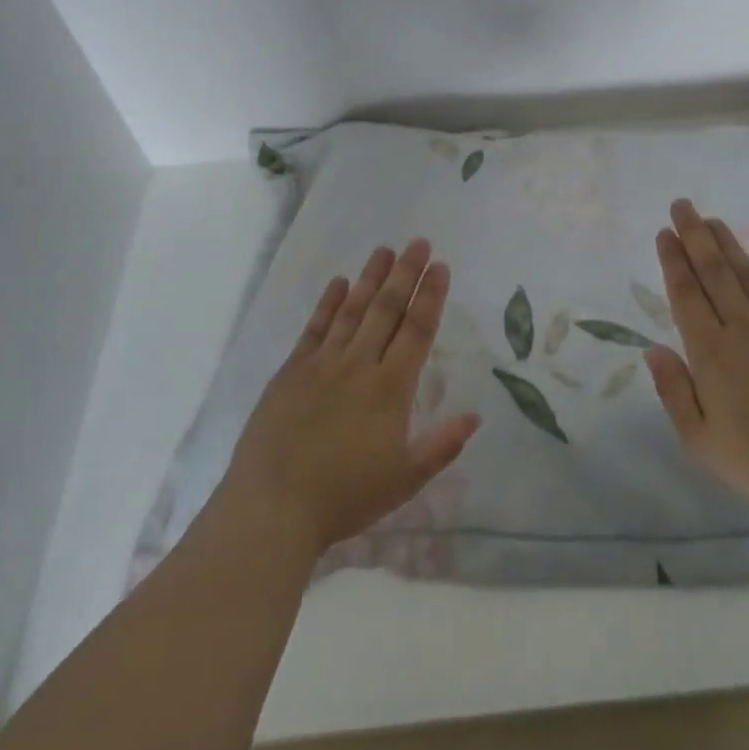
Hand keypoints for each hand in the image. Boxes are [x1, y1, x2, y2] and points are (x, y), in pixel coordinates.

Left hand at [219, 239, 480, 558]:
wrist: (273, 507)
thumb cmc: (345, 496)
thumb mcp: (405, 480)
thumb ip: (442, 445)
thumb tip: (475, 415)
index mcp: (390, 388)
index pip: (417, 330)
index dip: (431, 296)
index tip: (440, 267)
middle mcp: (358, 365)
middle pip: (387, 309)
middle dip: (405, 273)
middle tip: (418, 242)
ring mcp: (321, 364)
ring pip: (352, 310)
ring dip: (370, 278)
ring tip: (385, 250)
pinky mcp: (291, 372)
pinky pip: (314, 328)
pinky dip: (328, 303)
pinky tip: (338, 283)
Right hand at [645, 199, 748, 520]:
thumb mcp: (699, 439)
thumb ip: (673, 390)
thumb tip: (653, 349)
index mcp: (709, 352)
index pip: (685, 294)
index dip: (673, 260)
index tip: (665, 232)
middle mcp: (741, 328)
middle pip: (713, 272)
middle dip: (695, 236)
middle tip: (682, 205)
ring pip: (747, 274)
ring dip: (727, 243)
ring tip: (712, 218)